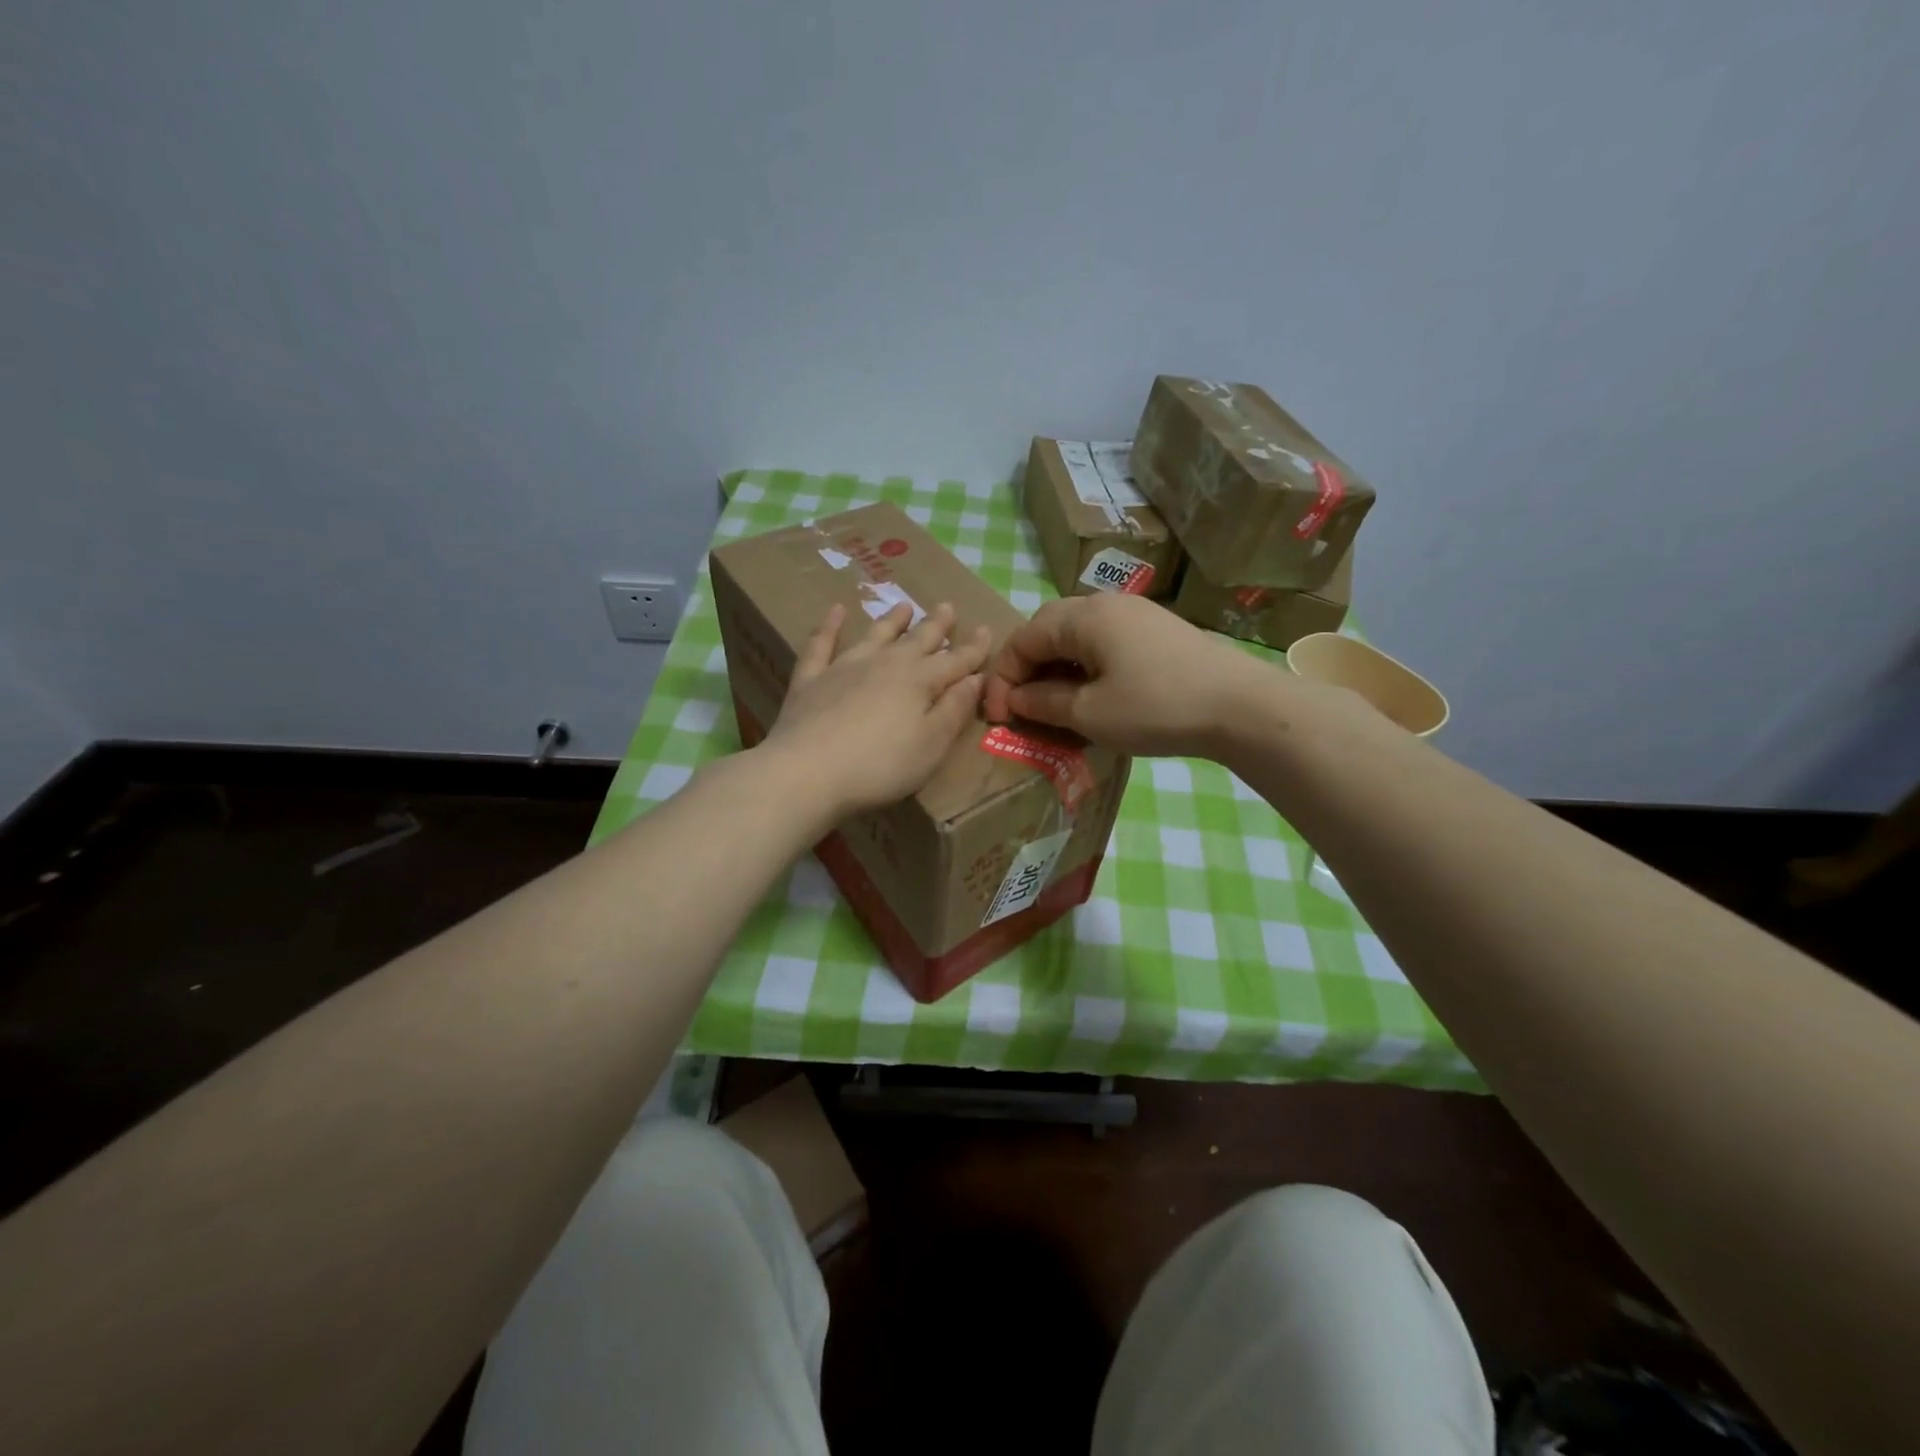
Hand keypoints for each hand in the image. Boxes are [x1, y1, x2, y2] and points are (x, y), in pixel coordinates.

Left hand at [762, 601, 990, 819]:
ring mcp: (845, 667)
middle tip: (948, 606)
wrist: (807, 772)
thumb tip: (976, 678)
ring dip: (892, 620)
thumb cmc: (880, 766)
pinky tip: (835, 610)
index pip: (955, 661)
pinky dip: (829, 626)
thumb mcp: (931, 745)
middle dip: (936, 625)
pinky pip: (822, 644)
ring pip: (875, 635)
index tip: (988, 630)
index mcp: (919, 682)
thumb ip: (954, 710)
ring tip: (905, 605)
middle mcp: (885, 664)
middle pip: (917, 640)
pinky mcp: (811, 679)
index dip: (974, 649)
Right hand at [983, 593, 1273, 758]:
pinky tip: (1094, 694)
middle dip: (1027, 668)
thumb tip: (1017, 698)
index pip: (1022, 639)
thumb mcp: (1089, 714)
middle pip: (1047, 629)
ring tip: (1054, 704)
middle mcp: (1105, 603)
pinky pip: (1104, 641)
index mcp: (1082, 617)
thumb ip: (1043, 703)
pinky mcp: (1157, 630)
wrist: (1241, 706)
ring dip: (1056, 667)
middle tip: (1023, 707)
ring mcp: (1135, 613)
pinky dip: (1085, 665)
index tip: (1000, 717)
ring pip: (1077, 634)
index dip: (1003, 678)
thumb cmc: (1156, 708)